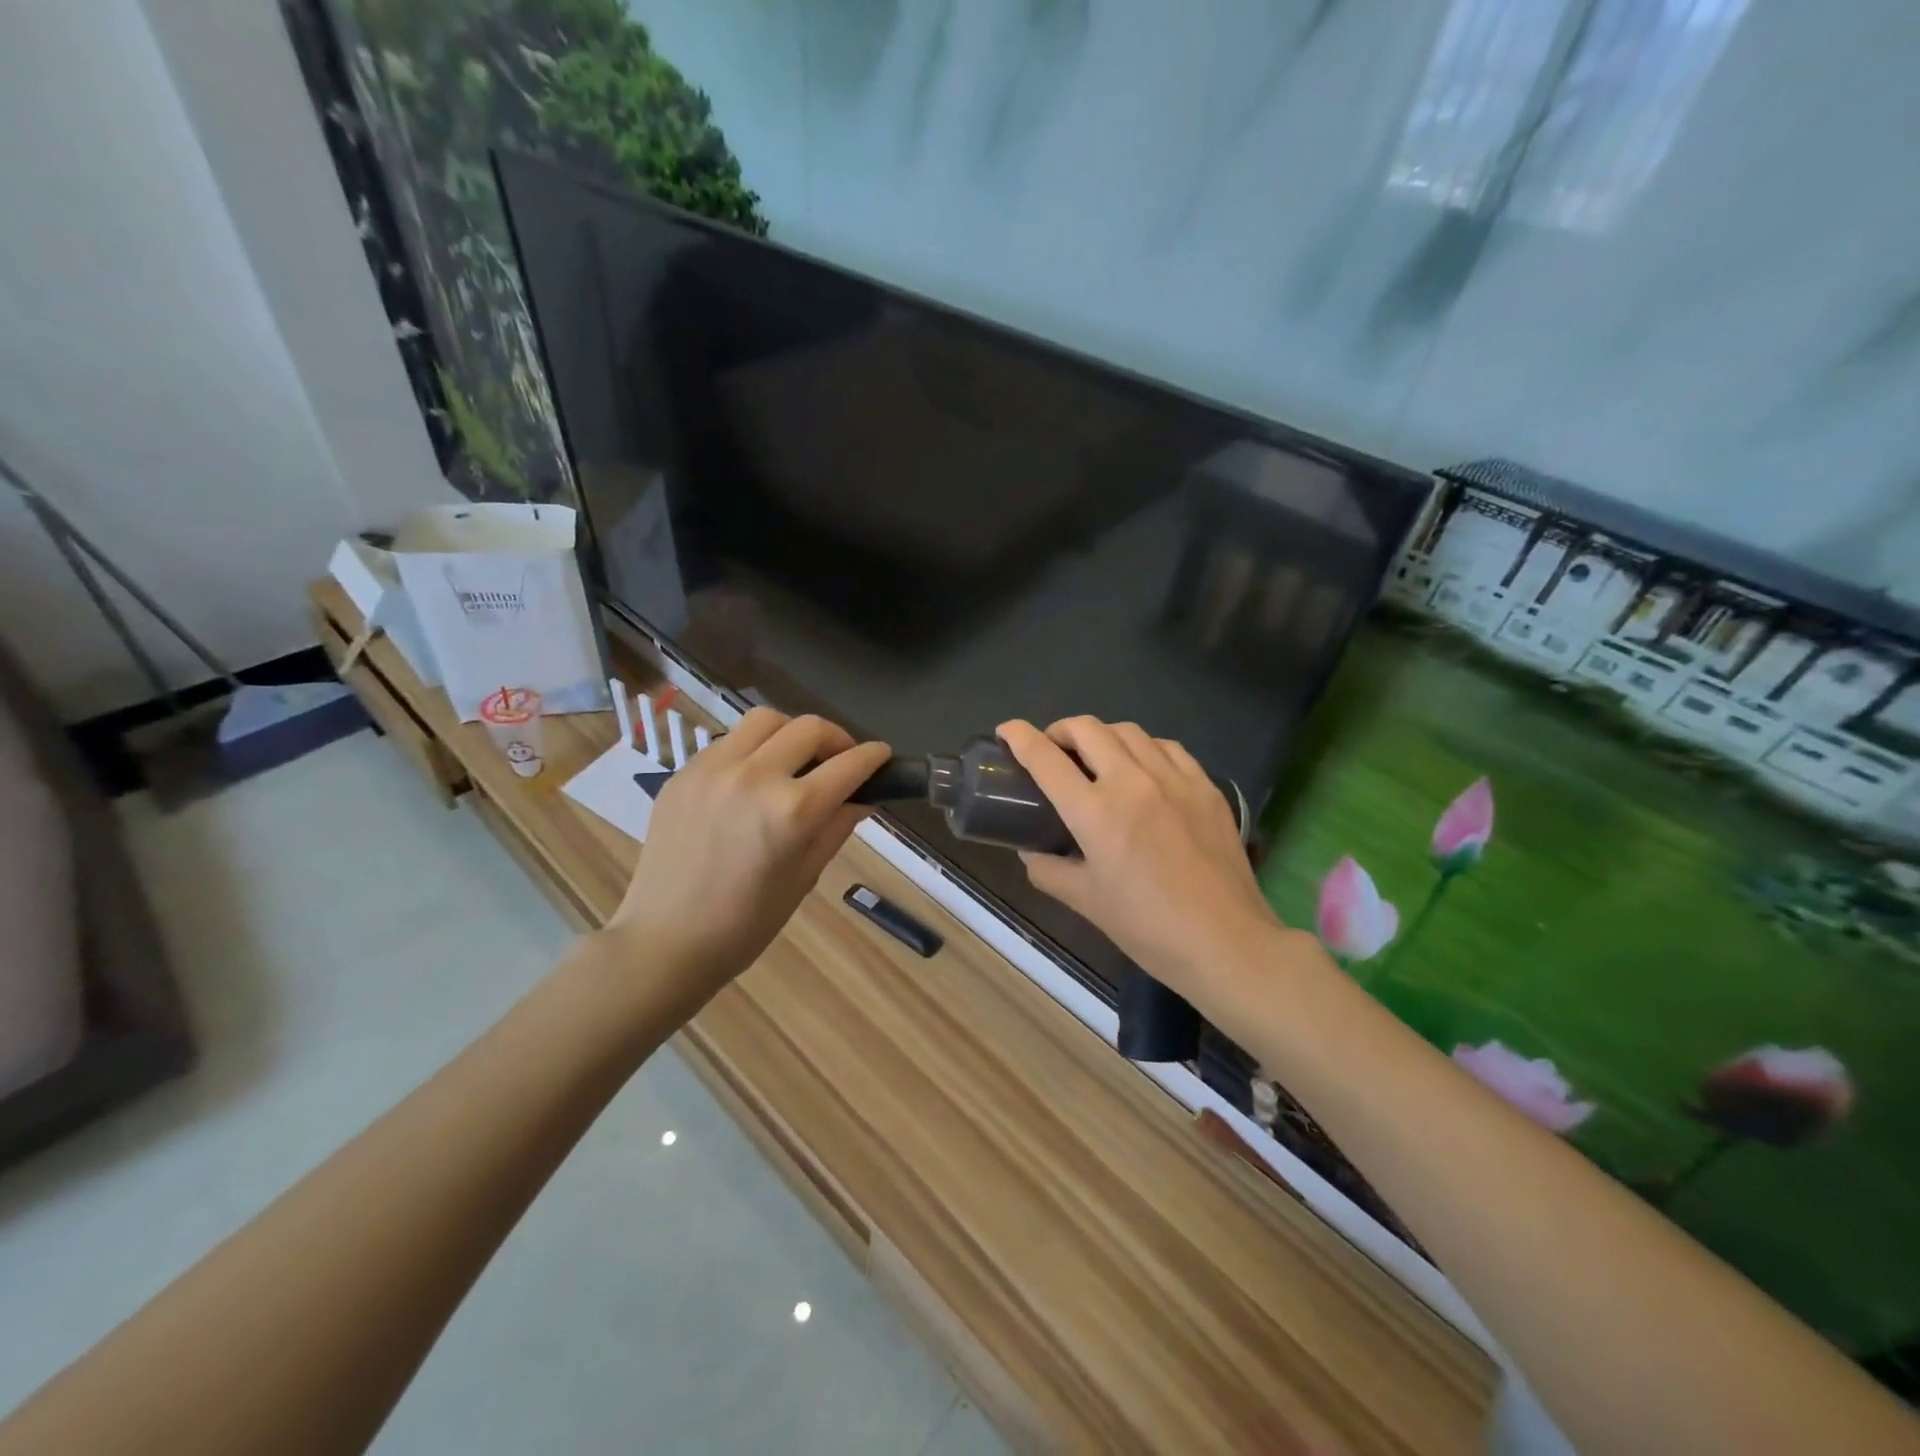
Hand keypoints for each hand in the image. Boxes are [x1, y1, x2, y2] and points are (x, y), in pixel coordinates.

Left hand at [607, 708, 890, 1011]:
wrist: (665, 940)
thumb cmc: (746, 924)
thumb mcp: (804, 877)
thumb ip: (836, 827)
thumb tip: (862, 798)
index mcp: (792, 810)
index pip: (848, 764)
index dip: (874, 757)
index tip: (883, 756)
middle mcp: (754, 776)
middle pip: (809, 727)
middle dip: (837, 738)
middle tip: (841, 760)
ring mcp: (713, 768)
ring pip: (765, 720)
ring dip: (792, 732)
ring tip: (796, 759)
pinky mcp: (684, 772)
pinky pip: (729, 742)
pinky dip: (753, 749)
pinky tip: (753, 778)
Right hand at [998, 717, 1285, 1002]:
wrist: (1226, 942)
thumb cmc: (1148, 928)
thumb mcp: (1086, 902)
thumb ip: (1049, 870)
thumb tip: (1030, 852)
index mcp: (1096, 812)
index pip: (1046, 758)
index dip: (1019, 737)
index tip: (1007, 730)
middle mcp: (1132, 782)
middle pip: (1087, 729)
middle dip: (1060, 730)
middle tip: (1052, 749)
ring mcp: (1174, 779)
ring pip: (1129, 730)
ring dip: (1101, 735)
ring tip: (1096, 756)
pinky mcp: (1205, 786)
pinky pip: (1167, 747)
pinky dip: (1143, 747)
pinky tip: (1143, 767)